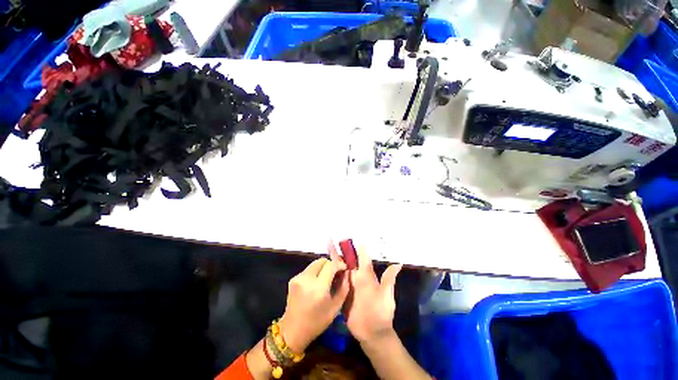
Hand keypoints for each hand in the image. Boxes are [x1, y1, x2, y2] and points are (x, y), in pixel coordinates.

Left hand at [278, 255, 349, 352]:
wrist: (294, 328)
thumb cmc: (318, 321)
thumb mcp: (336, 307)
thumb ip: (343, 288)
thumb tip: (347, 274)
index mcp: (318, 287)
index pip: (331, 265)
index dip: (340, 265)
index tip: (346, 270)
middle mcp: (306, 279)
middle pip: (321, 261)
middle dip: (331, 265)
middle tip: (338, 274)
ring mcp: (297, 278)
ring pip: (313, 265)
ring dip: (323, 269)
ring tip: (329, 280)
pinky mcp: (292, 280)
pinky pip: (307, 271)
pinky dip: (315, 273)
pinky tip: (319, 285)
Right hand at [329, 243, 402, 344]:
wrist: (372, 332)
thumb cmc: (381, 313)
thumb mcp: (386, 295)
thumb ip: (388, 280)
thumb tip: (398, 263)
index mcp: (368, 279)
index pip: (362, 260)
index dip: (357, 250)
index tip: (350, 238)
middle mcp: (358, 282)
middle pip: (348, 264)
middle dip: (340, 253)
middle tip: (330, 240)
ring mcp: (349, 290)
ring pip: (340, 273)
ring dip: (333, 262)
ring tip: (324, 250)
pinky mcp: (341, 299)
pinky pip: (335, 286)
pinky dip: (329, 278)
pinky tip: (322, 272)